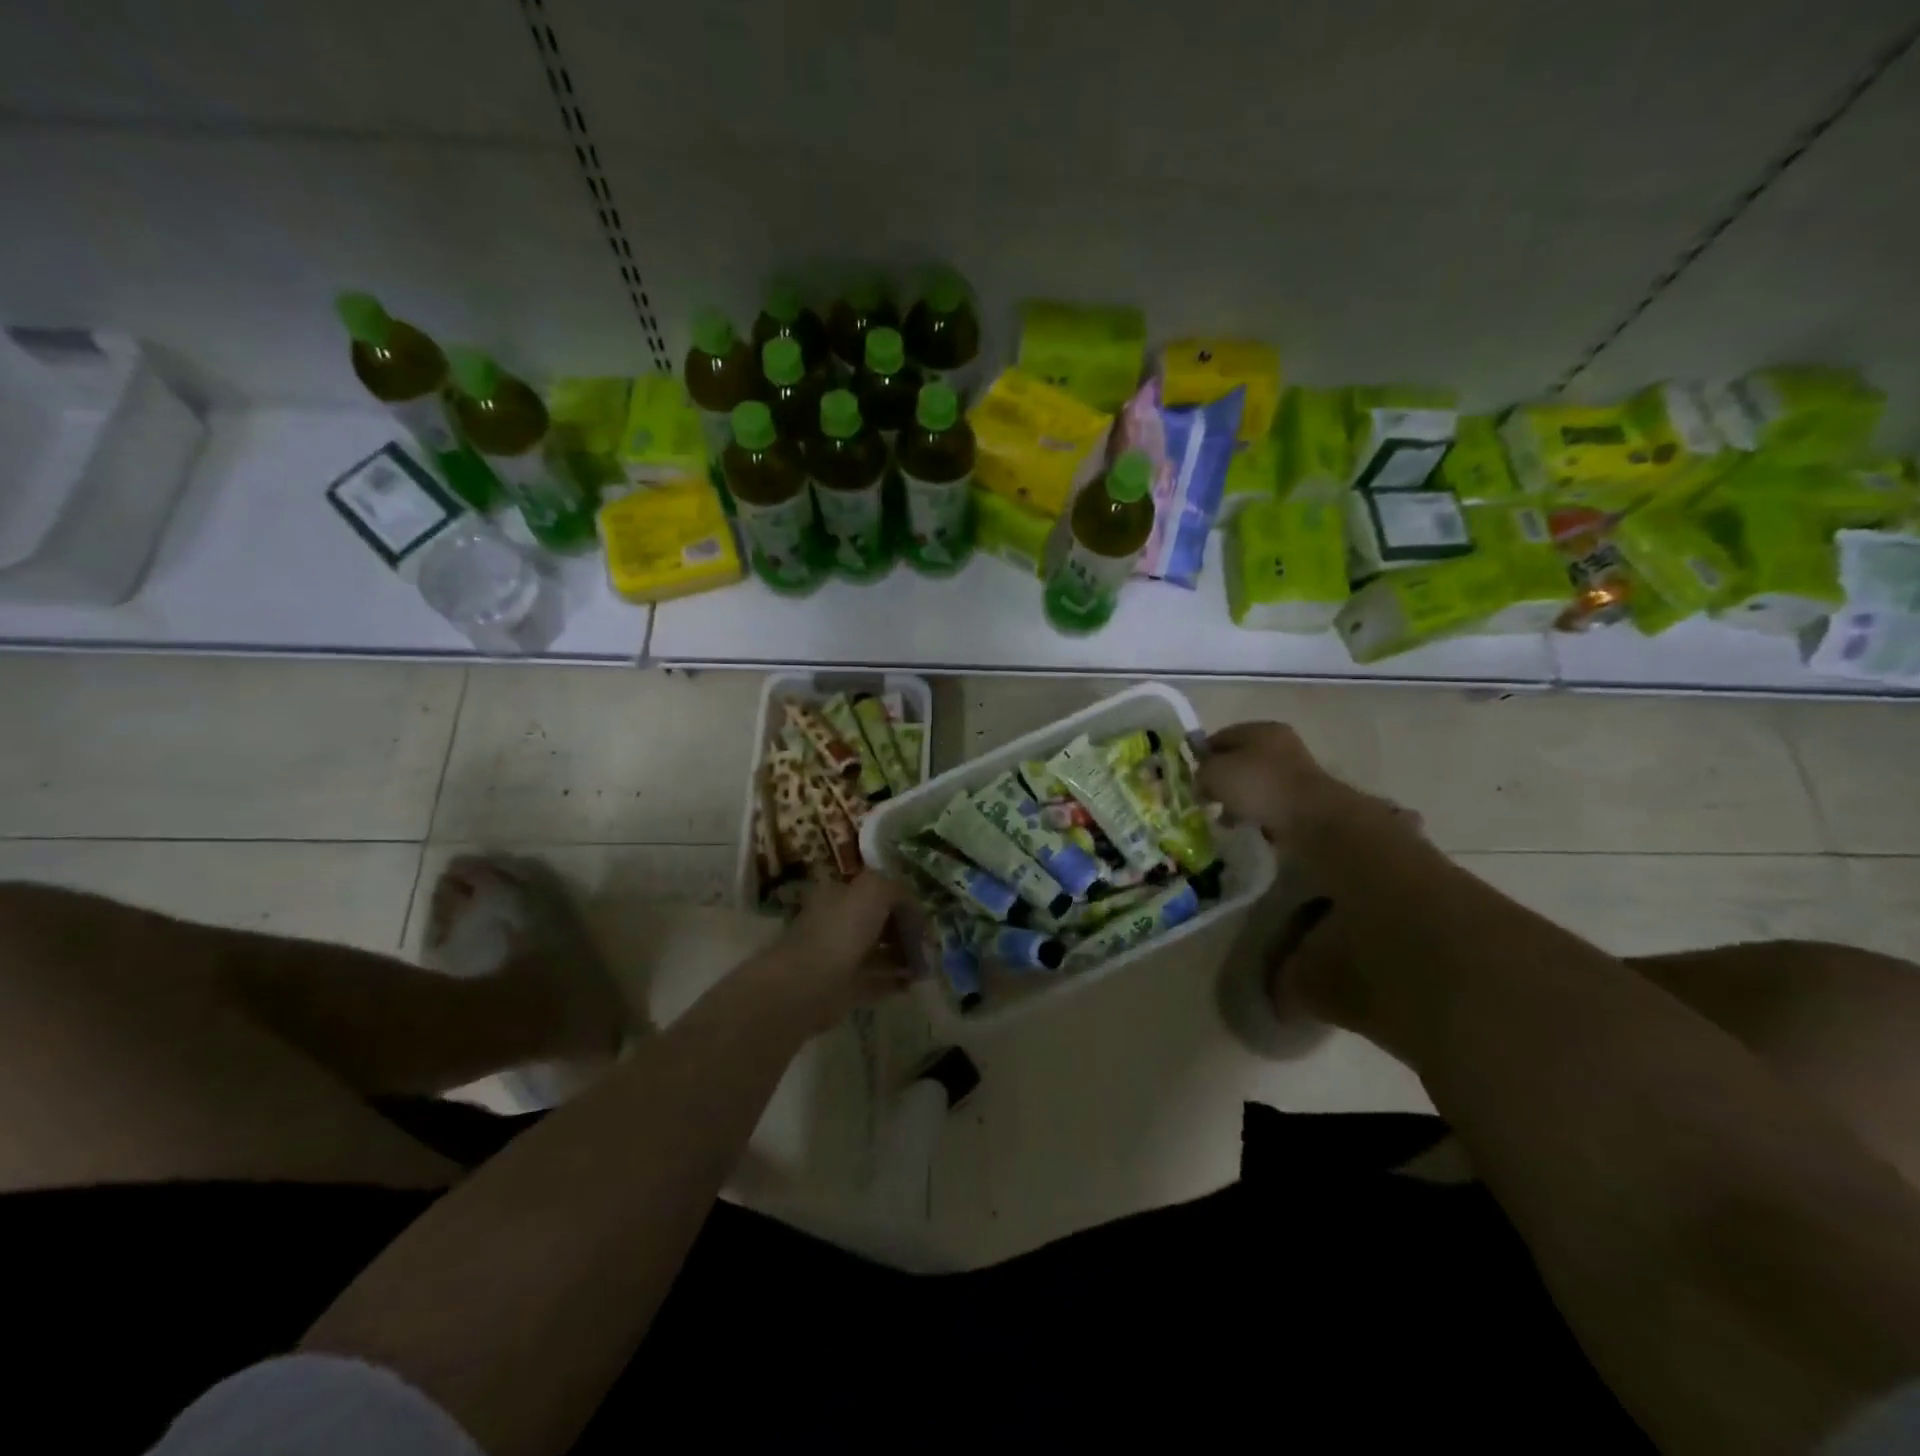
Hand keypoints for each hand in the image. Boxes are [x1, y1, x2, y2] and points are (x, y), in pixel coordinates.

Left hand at [763, 872, 911, 1034]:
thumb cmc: (841, 930)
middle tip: (928, 943)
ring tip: (926, 965)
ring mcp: (839, 956)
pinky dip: (895, 981)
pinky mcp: (843, 988)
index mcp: (838, 894)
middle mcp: (836, 922)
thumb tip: (913, 908)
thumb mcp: (874, 891)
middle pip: (878, 922)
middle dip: (905, 930)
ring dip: (904, 957)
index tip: (923, 915)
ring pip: (879, 952)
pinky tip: (914, 983)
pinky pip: (876, 981)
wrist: (809, 984)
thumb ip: (898, 892)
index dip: (901, 900)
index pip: (875, 891)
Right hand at [1198, 722, 1416, 845]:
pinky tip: (1245, 824)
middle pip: (1237, 760)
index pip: (1219, 737)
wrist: (1310, 818)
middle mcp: (1279, 744)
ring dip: (1236, 798)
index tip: (1190, 778)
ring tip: (1224, 817)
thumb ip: (1200, 771)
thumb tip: (1202, 778)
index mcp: (1259, 729)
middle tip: (1205, 798)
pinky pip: (1268, 801)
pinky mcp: (1301, 797)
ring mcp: (1293, 771)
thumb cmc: (1257, 785)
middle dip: (1220, 779)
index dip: (1200, 756)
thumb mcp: (1214, 773)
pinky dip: (1254, 811)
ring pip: (1252, 782)